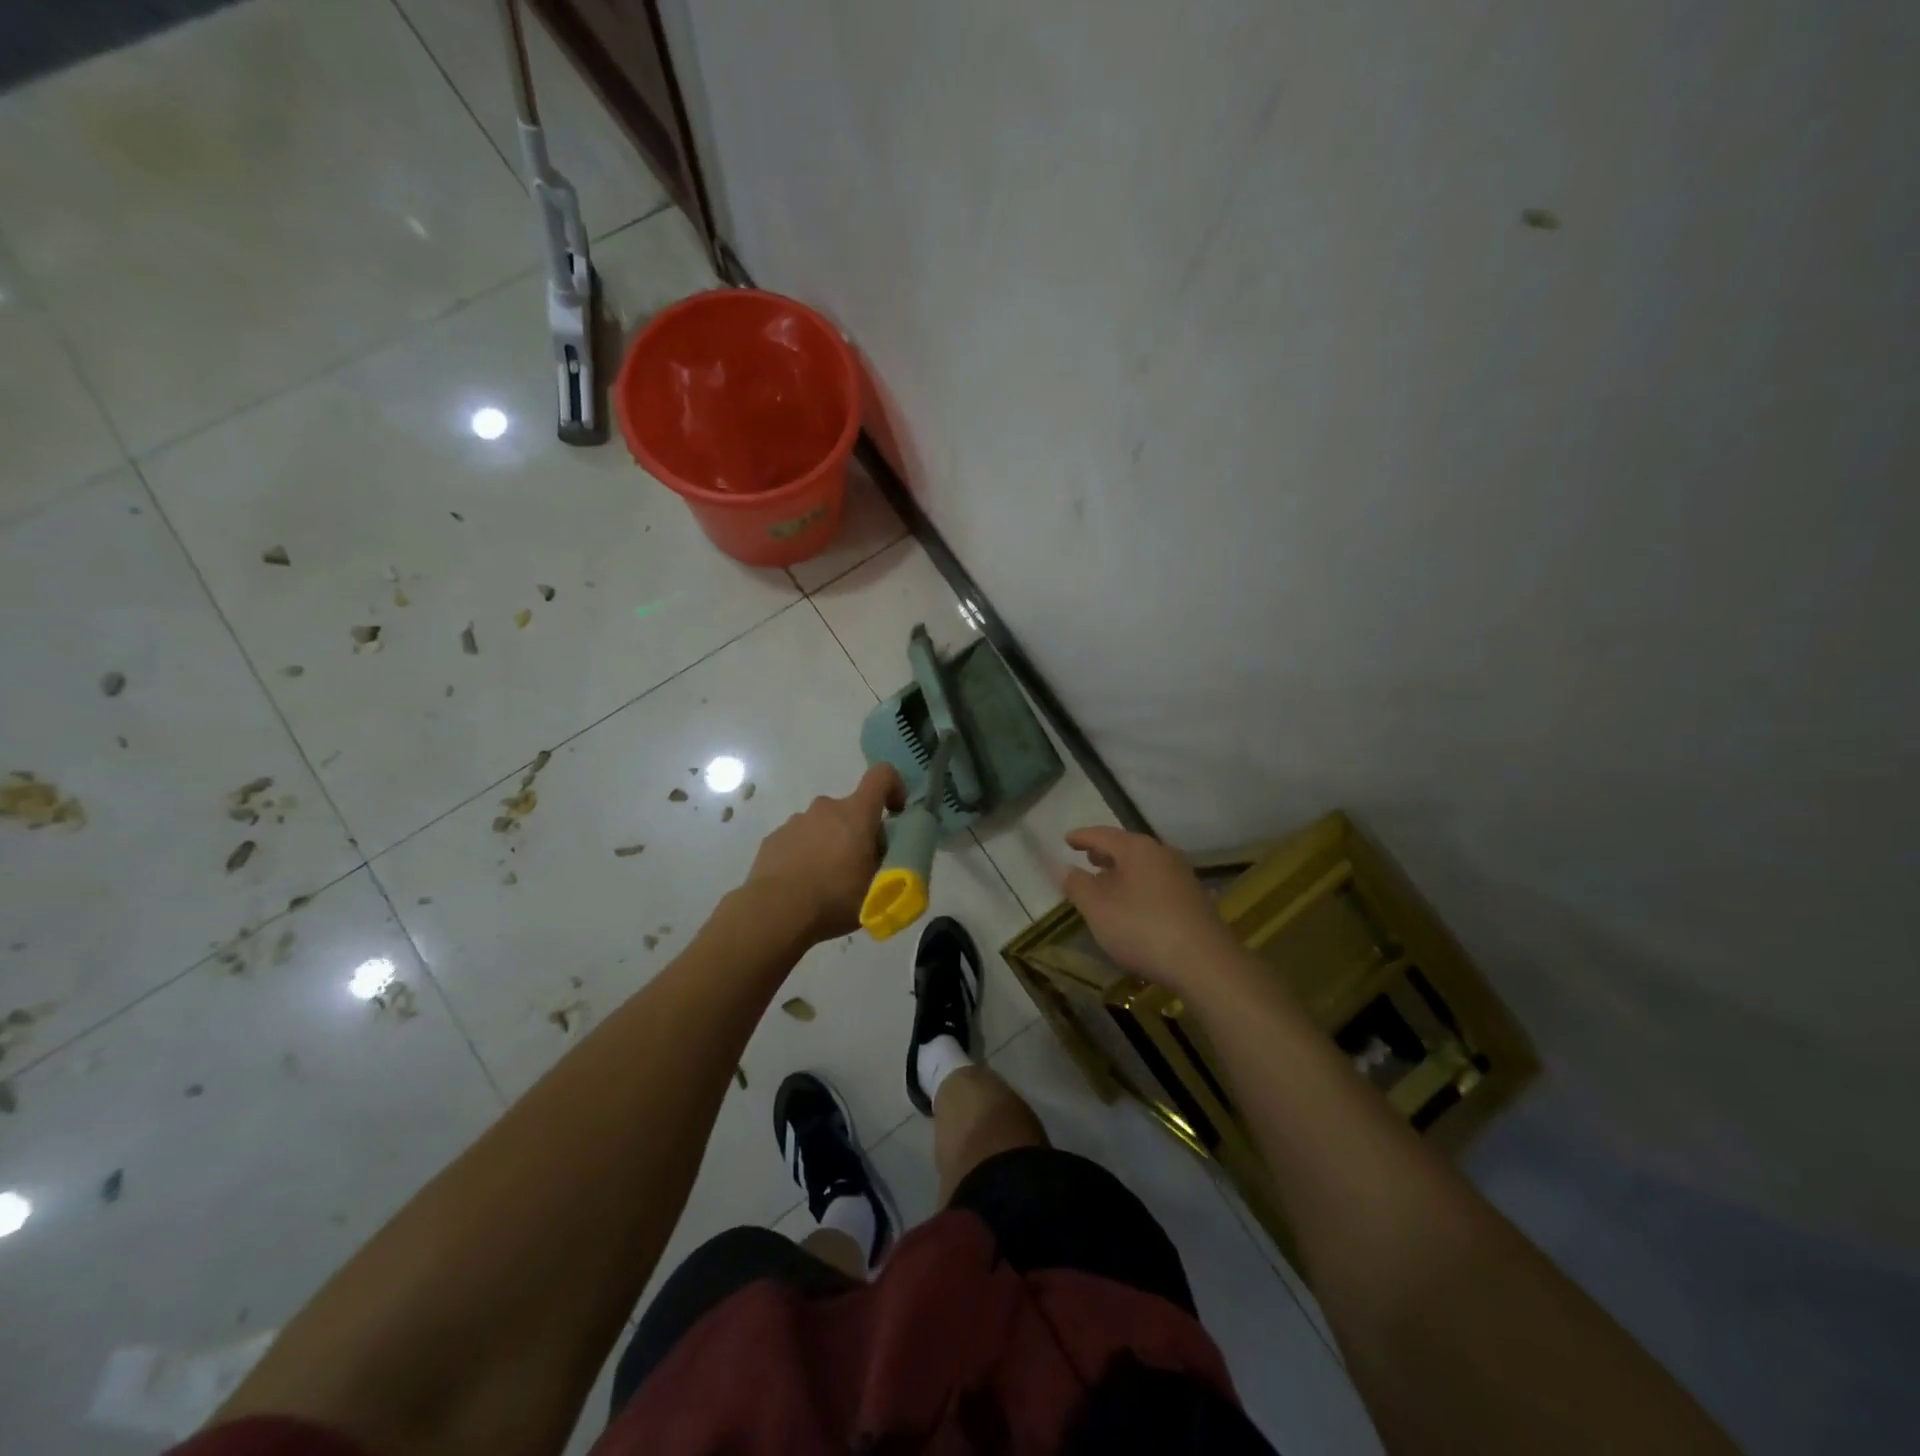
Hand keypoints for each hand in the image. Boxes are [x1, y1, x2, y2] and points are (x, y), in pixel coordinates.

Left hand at [744, 764, 905, 941]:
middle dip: (858, 830)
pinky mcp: (773, 838)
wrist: (775, 913)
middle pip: (851, 809)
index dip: (894, 786)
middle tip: (859, 865)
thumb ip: (886, 863)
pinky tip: (801, 883)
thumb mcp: (877, 889)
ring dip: (830, 843)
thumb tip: (882, 853)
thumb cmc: (834, 899)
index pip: (882, 775)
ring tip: (826, 880)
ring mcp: (796, 821)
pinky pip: (799, 839)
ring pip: (823, 825)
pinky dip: (805, 853)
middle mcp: (825, 808)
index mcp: (856, 814)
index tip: (896, 813)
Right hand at [1062, 826, 1243, 993]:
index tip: (1067, 839)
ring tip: (1106, 882)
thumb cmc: (1143, 929)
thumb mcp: (1097, 909)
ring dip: (1123, 872)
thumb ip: (1077, 885)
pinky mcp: (1195, 900)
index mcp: (1138, 849)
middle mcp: (1163, 854)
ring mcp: (1183, 877)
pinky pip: (1158, 884)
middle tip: (1087, 857)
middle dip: (1105, 853)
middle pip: (1127, 848)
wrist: (1206, 964)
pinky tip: (1134, 906)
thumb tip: (1064, 868)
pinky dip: (1139, 887)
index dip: (1082, 837)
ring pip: (1144, 866)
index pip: (1103, 835)